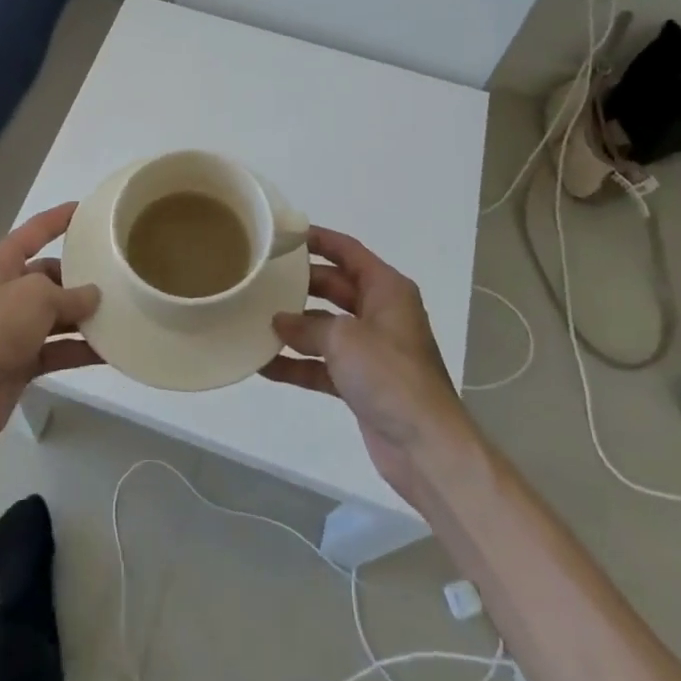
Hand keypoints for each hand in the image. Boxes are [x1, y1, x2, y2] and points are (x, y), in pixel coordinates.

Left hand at [0, 203, 102, 455]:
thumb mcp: (35, 297)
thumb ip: (69, 293)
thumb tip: (91, 296)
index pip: (34, 232)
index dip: (59, 219)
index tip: (86, 210)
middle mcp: (3, 292)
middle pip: (47, 277)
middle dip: (79, 278)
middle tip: (116, 276)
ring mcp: (10, 330)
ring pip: (54, 316)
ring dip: (83, 317)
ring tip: (121, 311)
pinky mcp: (18, 364)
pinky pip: (56, 349)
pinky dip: (79, 349)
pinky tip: (109, 350)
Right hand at [262, 227, 471, 505]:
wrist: (426, 446)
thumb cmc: (390, 375)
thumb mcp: (344, 338)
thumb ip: (307, 325)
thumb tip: (279, 321)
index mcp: (386, 289)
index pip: (348, 251)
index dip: (318, 239)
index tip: (283, 234)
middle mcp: (380, 313)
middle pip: (334, 287)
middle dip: (300, 284)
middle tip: (261, 277)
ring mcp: (371, 350)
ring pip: (325, 327)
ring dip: (295, 326)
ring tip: (254, 318)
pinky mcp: (361, 383)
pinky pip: (323, 364)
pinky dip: (298, 364)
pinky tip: (264, 364)